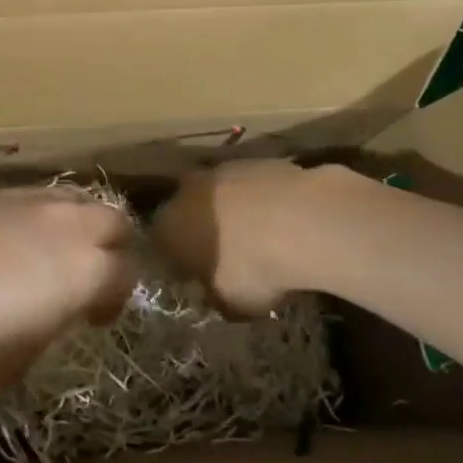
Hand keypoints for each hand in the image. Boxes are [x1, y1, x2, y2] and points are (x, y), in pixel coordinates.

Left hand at [0, 188, 137, 390]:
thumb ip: (51, 327)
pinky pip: (33, 196)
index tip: (94, 317)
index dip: (116, 298)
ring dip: (76, 225)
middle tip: (85, 276)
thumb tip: (51, 310)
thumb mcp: (18, 360)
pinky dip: (37, 216)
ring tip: (49, 253)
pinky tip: (7, 241)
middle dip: (110, 248)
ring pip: (74, 198)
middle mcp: (66, 223)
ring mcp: (27, 199)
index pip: (127, 273)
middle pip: (114, 220)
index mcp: (83, 270)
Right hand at [151, 161, 362, 314]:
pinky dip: (263, 201)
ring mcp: (224, 169)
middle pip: (189, 211)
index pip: (159, 243)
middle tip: (229, 256)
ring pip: (221, 194)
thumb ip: (212, 294)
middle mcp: (187, 190)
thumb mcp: (227, 303)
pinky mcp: (260, 159)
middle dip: (205, 230)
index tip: (197, 277)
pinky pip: (254, 186)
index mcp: (167, 225)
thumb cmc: (251, 268)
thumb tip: (214, 293)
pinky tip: (286, 222)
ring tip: (263, 239)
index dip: (178, 261)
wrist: (302, 221)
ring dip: (234, 212)